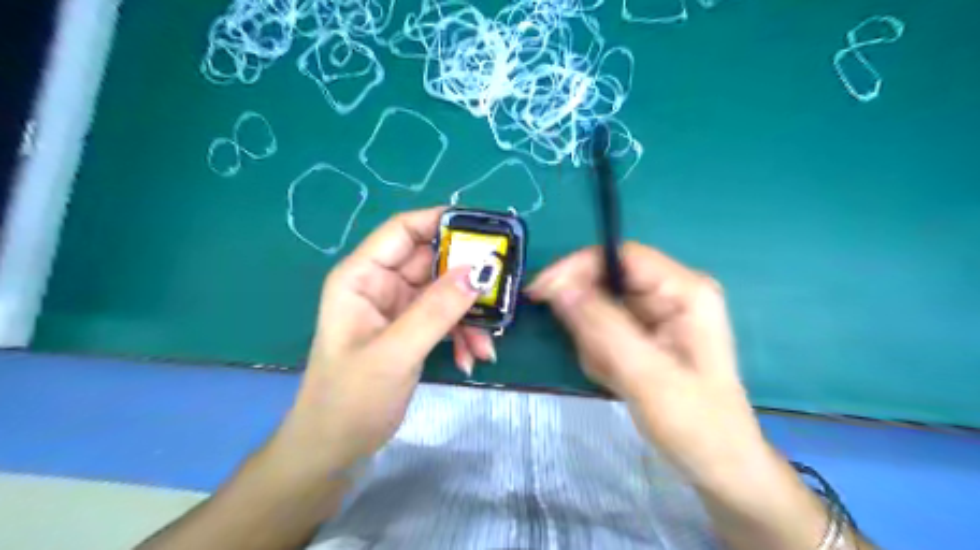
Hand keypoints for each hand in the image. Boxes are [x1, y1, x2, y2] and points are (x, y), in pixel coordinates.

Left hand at [286, 208, 498, 475]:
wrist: (336, 449)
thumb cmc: (350, 399)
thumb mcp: (395, 352)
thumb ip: (437, 310)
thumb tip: (480, 270)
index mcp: (362, 277)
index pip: (403, 230)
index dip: (442, 222)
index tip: (485, 229)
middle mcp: (380, 285)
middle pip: (432, 262)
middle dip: (466, 278)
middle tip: (501, 289)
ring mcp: (399, 308)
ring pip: (445, 292)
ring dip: (469, 315)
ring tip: (485, 344)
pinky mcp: (412, 329)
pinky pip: (446, 318)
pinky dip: (462, 333)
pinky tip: (471, 358)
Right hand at [528, 244, 773, 491]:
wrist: (719, 465)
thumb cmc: (695, 424)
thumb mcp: (647, 375)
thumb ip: (602, 327)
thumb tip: (558, 287)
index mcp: (685, 291)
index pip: (621, 256)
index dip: (577, 266)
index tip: (540, 292)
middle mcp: (671, 293)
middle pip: (607, 282)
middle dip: (588, 320)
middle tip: (593, 358)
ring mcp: (658, 314)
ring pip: (600, 309)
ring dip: (594, 344)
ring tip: (616, 377)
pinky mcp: (645, 333)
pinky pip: (603, 330)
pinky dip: (599, 354)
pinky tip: (619, 380)